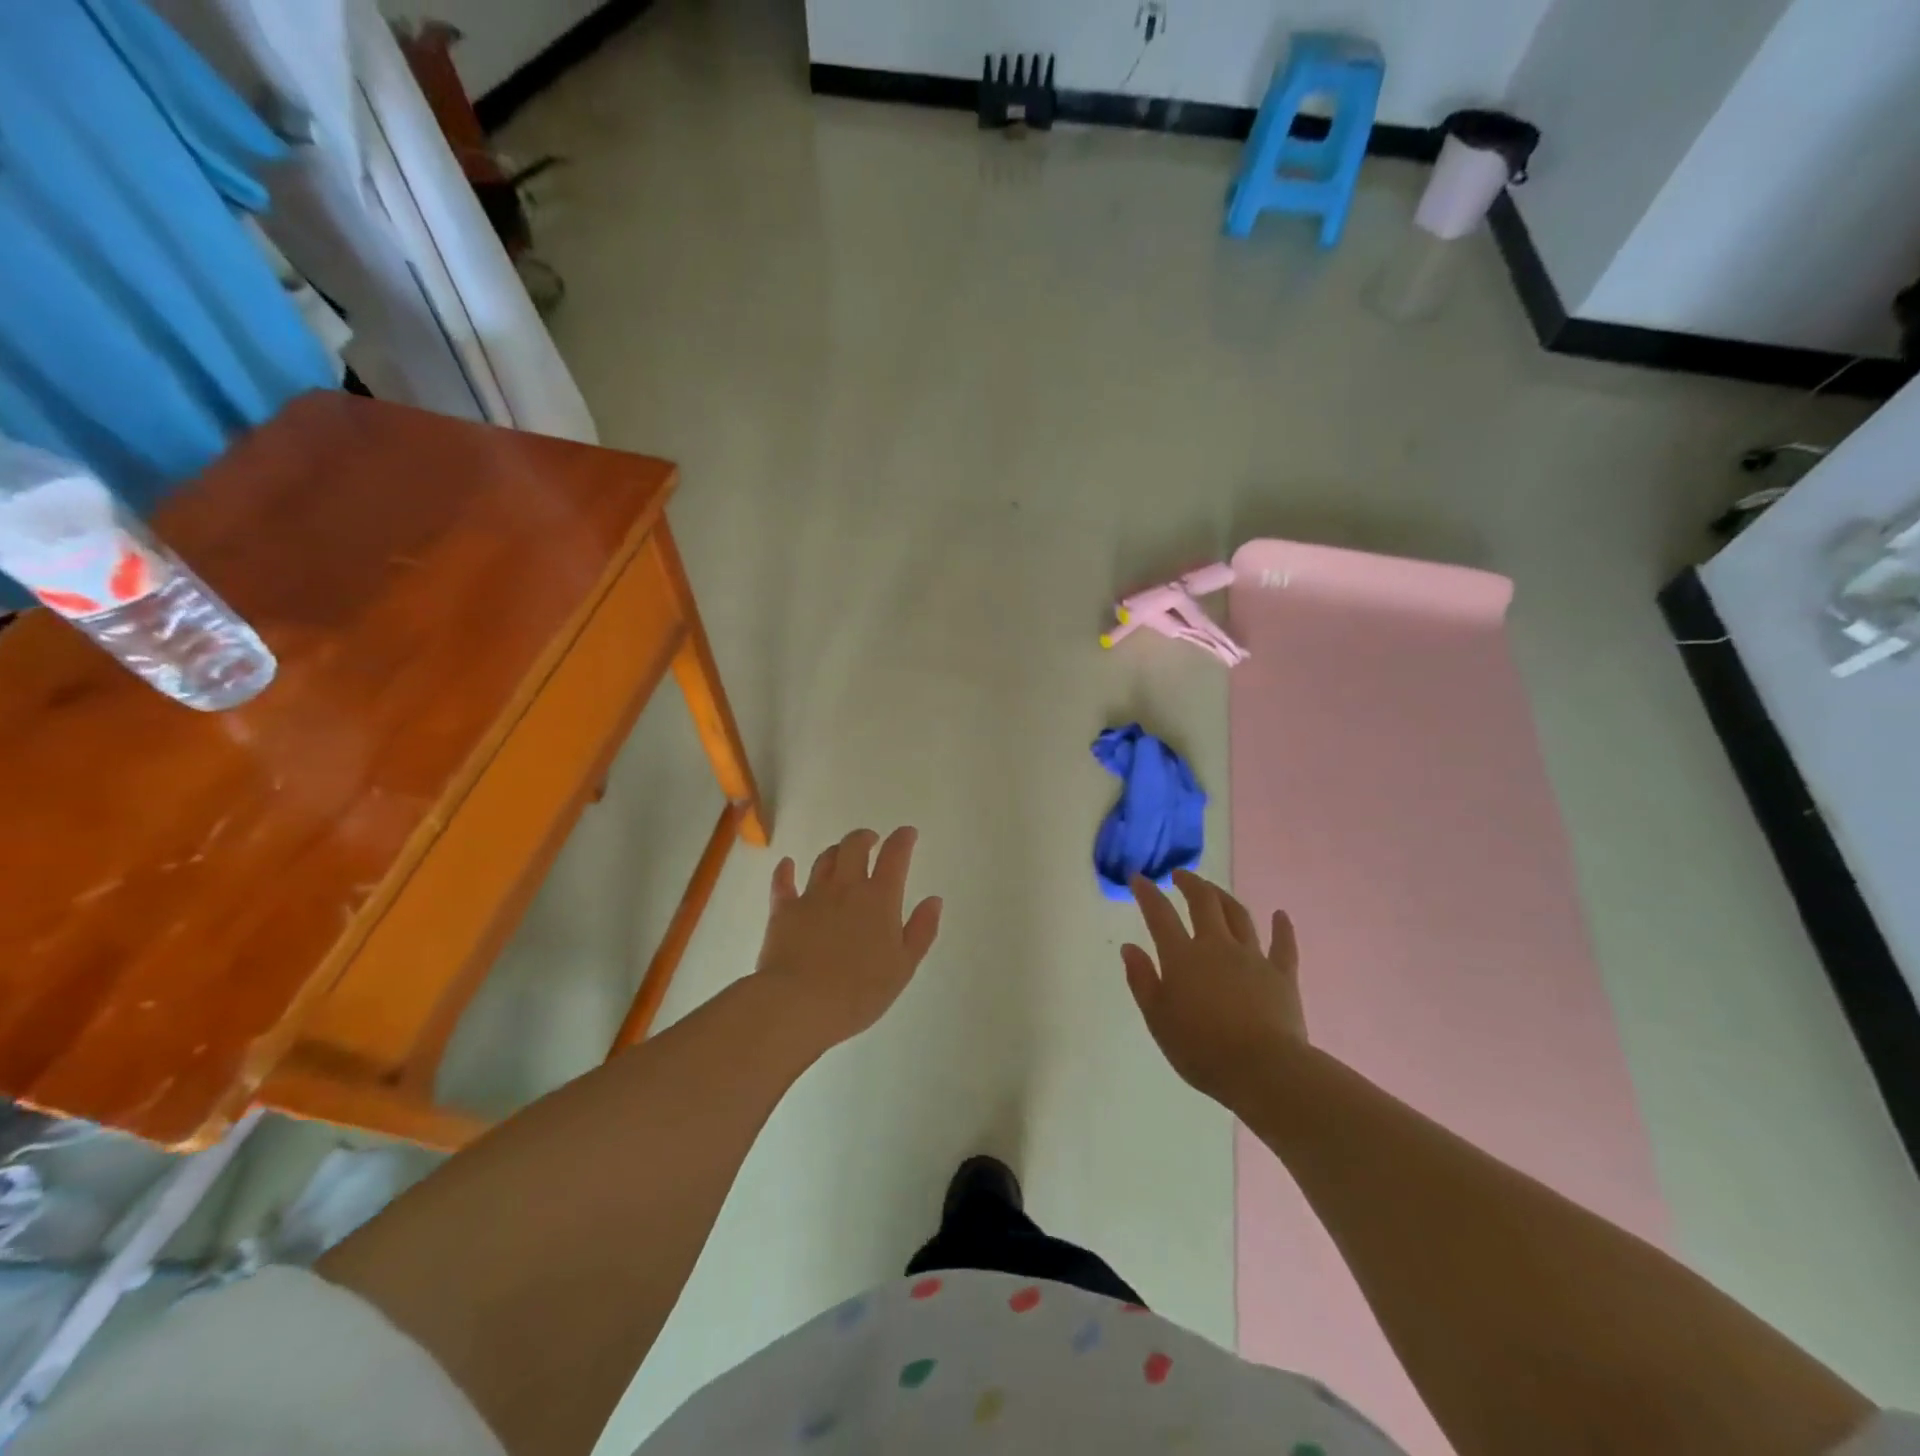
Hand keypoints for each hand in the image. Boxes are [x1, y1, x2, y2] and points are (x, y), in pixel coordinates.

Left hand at [755, 826, 942, 1047]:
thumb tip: (934, 900)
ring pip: (824, 860)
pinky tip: (787, 864)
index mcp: (880, 898)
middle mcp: (846, 887)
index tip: (907, 833)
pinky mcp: (784, 910)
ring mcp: (812, 896)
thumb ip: (921, 931)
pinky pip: (783, 882)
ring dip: (835, 852)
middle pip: (855, 846)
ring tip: (841, 855)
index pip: (895, 856)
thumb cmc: (859, 991)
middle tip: (871, 840)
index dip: (903, 839)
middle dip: (865, 838)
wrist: (799, 1004)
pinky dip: (786, 870)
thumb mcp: (903, 967)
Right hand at [1123, 870, 1306, 1107]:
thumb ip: (1142, 980)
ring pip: (1239, 915)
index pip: (1160, 915)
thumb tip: (1130, 947)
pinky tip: (1281, 915)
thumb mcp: (1158, 1019)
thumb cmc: (1202, 1049)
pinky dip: (1282, 928)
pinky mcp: (1282, 975)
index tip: (1138, 877)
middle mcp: (1217, 946)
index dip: (1147, 893)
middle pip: (1204, 903)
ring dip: (1224, 897)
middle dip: (1190, 883)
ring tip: (1214, 890)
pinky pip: (1283, 945)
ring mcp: (1253, 957)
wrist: (1264, 1070)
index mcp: (1182, 957)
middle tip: (1179, 875)